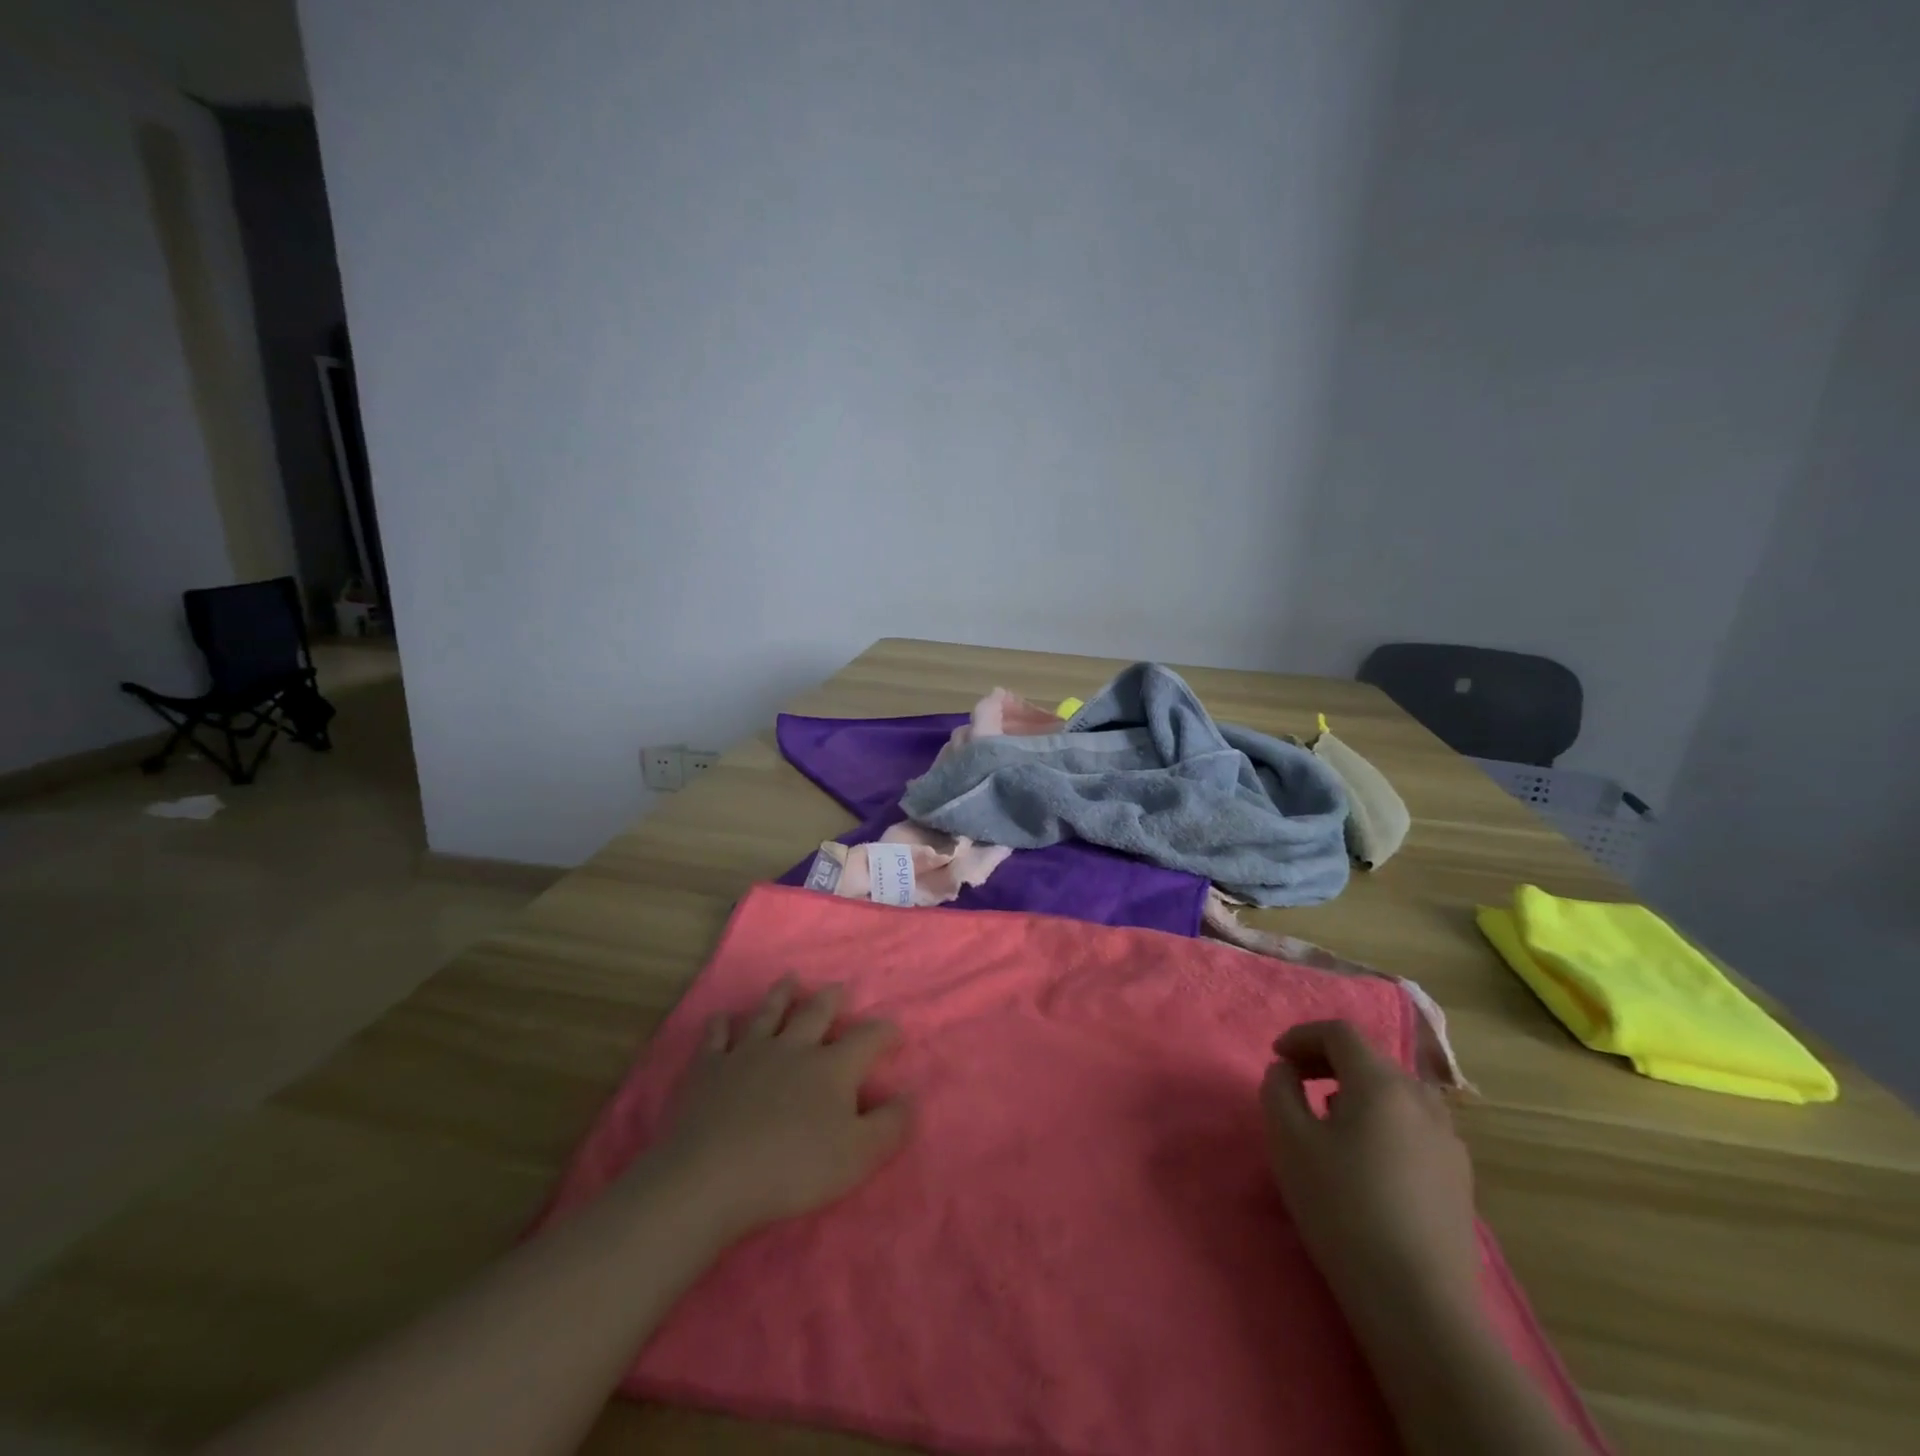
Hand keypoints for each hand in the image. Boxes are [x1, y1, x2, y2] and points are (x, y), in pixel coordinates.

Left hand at [647, 979, 910, 1237]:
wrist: (712, 1176)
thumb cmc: (793, 1168)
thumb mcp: (858, 1156)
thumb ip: (890, 1125)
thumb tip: (911, 1095)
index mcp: (832, 1067)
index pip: (867, 1039)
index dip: (884, 1033)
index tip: (895, 1032)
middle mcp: (793, 1048)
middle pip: (816, 1013)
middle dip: (831, 999)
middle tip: (840, 988)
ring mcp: (748, 1053)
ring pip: (768, 1013)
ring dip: (781, 994)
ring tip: (790, 978)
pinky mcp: (709, 1068)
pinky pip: (716, 1038)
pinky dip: (720, 1025)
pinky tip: (720, 1018)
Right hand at [1261, 1020, 1479, 1324]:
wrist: (1418, 1303)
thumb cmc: (1342, 1208)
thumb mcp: (1288, 1141)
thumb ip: (1279, 1090)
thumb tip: (1286, 1071)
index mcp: (1381, 1083)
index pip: (1340, 1033)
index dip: (1302, 1036)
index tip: (1276, 1058)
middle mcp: (1422, 1100)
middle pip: (1370, 1059)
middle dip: (1327, 1060)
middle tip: (1295, 1082)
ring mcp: (1449, 1140)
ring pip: (1395, 1092)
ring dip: (1356, 1090)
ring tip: (1328, 1118)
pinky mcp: (1460, 1178)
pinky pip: (1413, 1125)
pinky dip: (1382, 1120)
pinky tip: (1365, 1159)